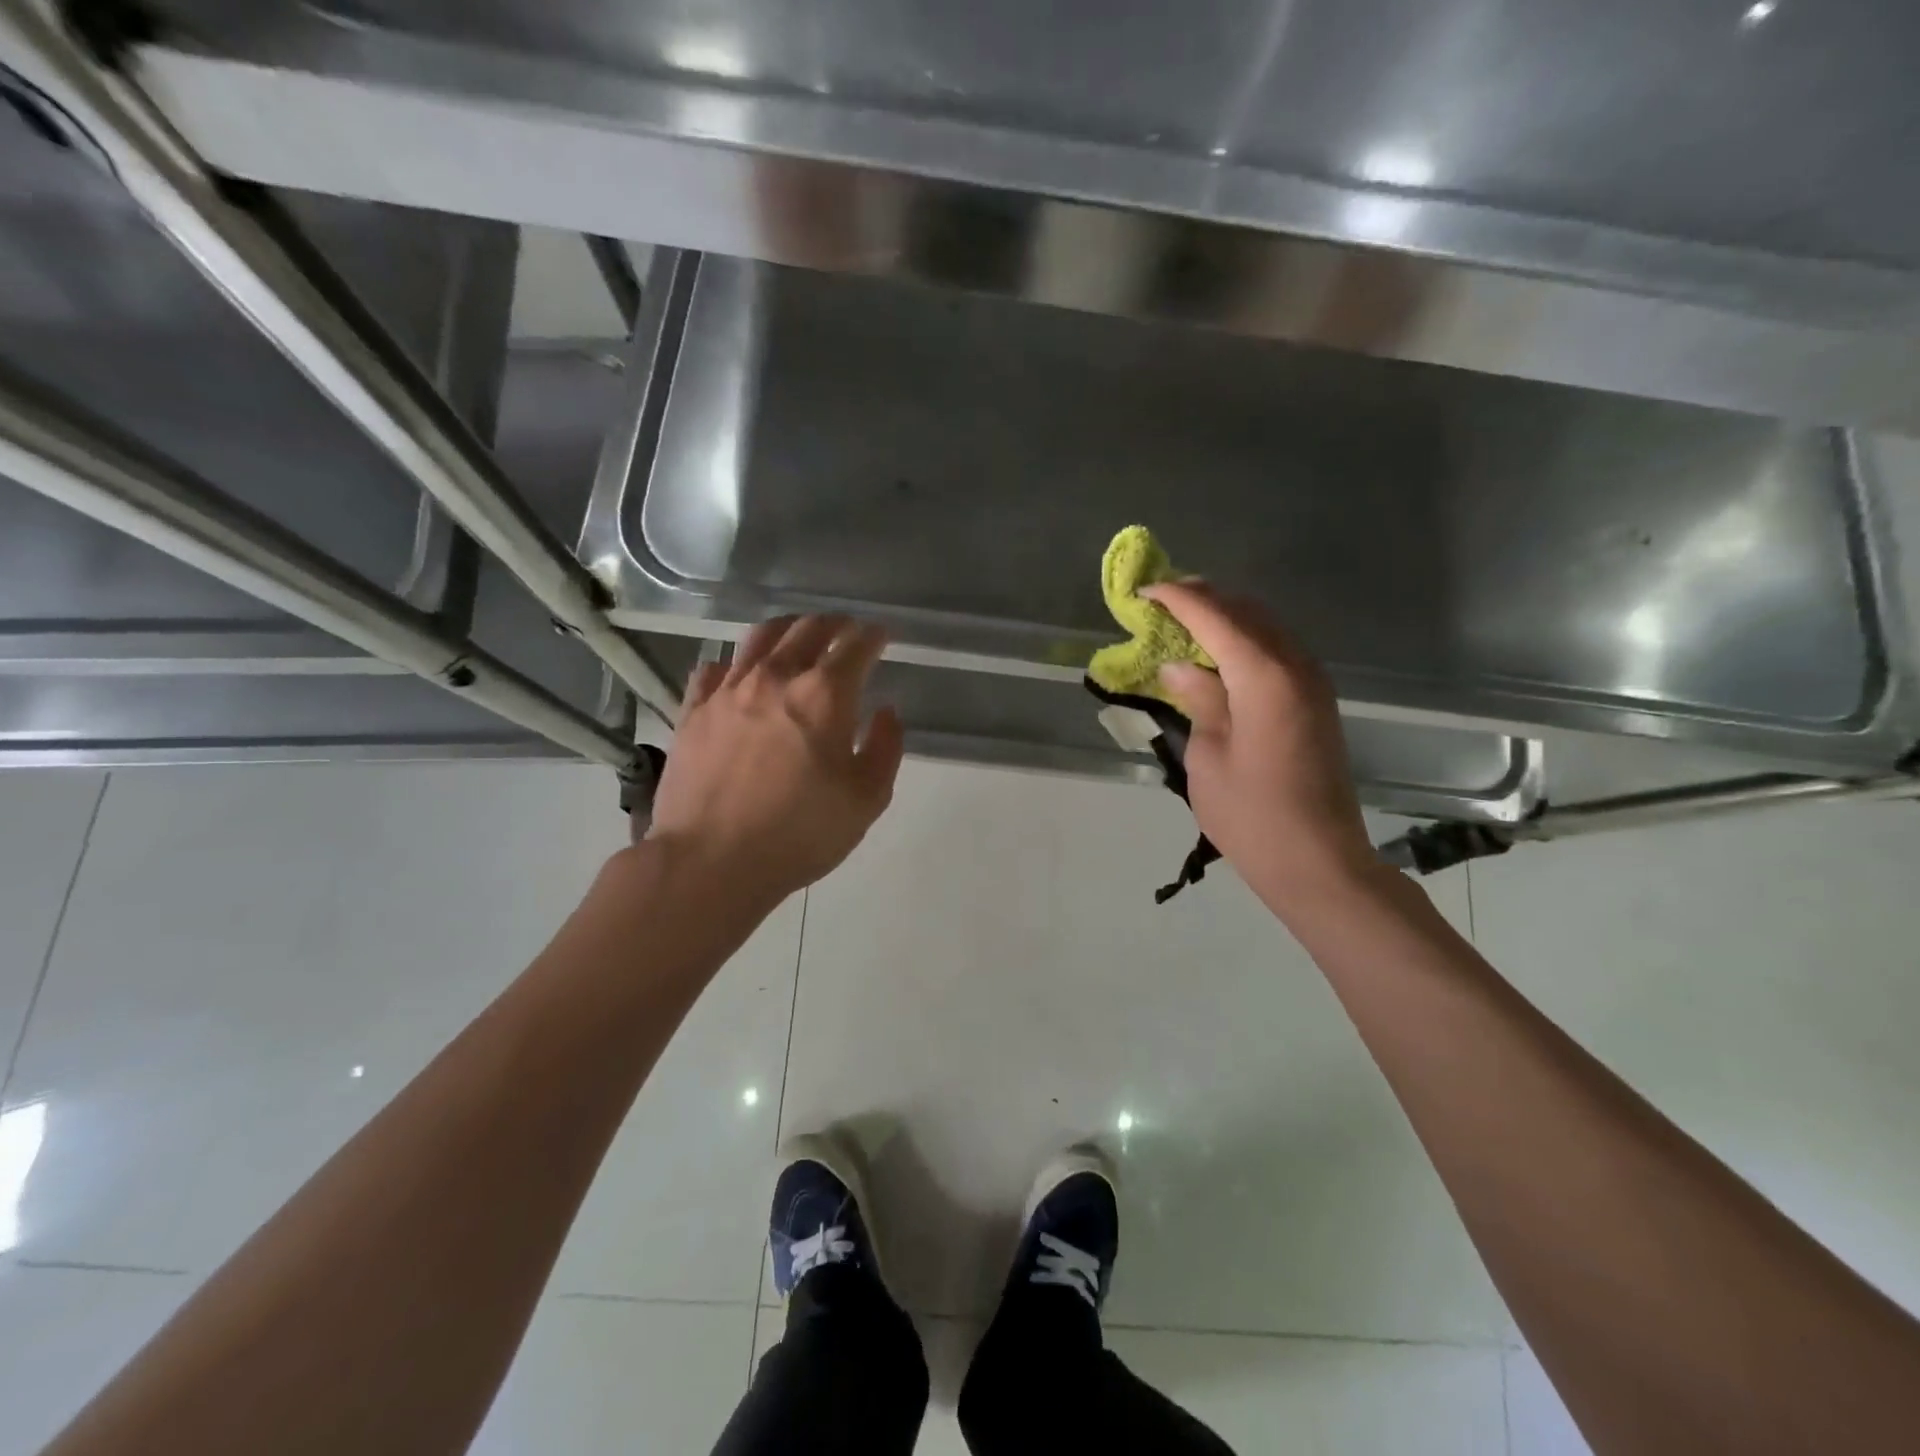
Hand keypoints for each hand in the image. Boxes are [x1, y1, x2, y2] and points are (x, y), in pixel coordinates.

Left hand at [646, 615, 904, 903]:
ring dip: (787, 629)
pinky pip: (714, 668)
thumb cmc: (799, 834)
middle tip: (845, 631)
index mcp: (824, 695)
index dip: (873, 635)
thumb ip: (884, 748)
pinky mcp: (692, 710)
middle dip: (834, 624)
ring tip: (797, 635)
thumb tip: (885, 712)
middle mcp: (775, 677)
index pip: (855, 646)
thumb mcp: (866, 800)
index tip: (881, 636)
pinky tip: (738, 674)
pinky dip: (735, 663)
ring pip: (759, 637)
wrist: (710, 862)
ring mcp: (728, 690)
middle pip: (807, 629)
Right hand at [1142, 582, 1379, 910]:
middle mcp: (1295, 665)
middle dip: (1203, 597)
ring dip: (1225, 615)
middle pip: (1246, 610)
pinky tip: (1218, 652)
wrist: (1317, 861)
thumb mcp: (1208, 756)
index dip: (1178, 598)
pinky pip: (1277, 649)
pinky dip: (1244, 638)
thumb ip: (1198, 699)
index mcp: (1264, 676)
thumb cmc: (1251, 815)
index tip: (1144, 590)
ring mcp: (1312, 681)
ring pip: (1266, 625)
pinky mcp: (1316, 700)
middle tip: (1161, 600)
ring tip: (1183, 619)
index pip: (1215, 616)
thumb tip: (1180, 667)